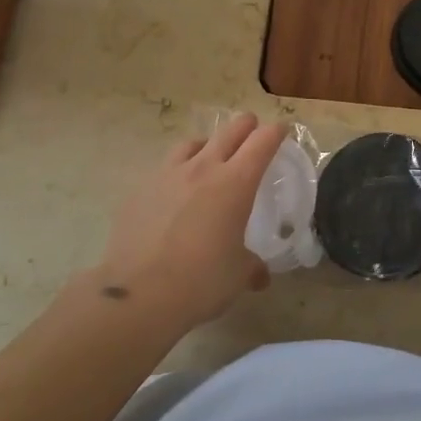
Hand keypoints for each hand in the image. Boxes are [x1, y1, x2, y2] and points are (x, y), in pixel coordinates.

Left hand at [88, 112, 286, 331]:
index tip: (281, 130)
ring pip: (192, 143)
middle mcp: (203, 169)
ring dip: (208, 144)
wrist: (138, 293)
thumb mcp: (238, 275)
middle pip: (229, 131)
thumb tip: (259, 275)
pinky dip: (178, 171)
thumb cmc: (201, 280)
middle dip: (245, 126)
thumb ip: (252, 266)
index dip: (275, 132)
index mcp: (235, 183)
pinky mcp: (140, 190)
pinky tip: (175, 192)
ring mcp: (167, 175)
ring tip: (210, 157)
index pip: (262, 143)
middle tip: (252, 130)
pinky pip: (165, 168)